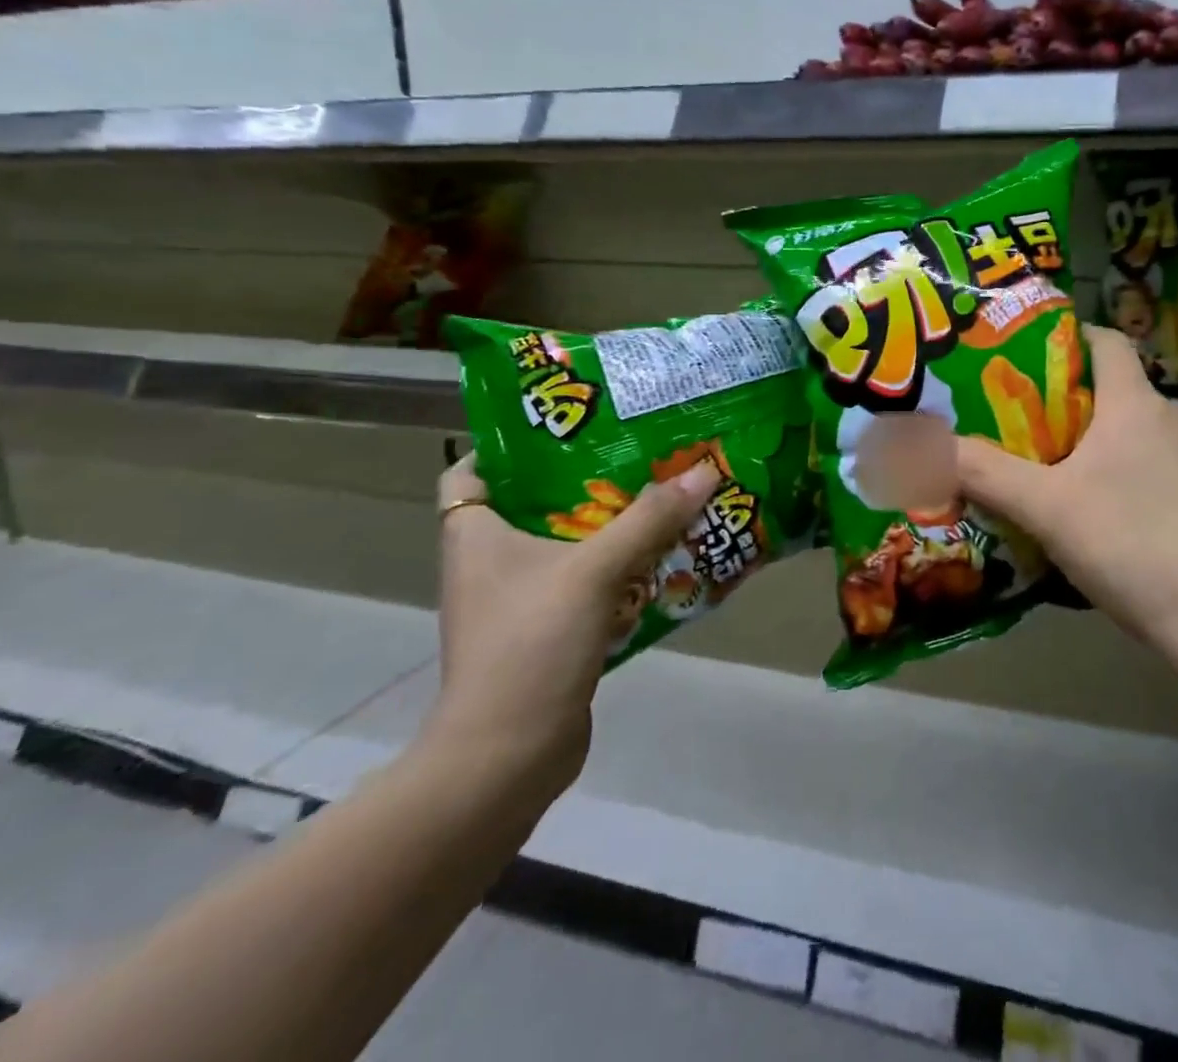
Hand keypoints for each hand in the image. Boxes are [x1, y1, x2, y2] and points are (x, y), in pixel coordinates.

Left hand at [426, 453, 720, 794]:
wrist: (509, 756)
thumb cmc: (530, 644)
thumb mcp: (592, 570)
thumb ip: (649, 519)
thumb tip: (704, 471)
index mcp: (475, 535)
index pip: (473, 470)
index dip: (511, 443)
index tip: (569, 422)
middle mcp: (491, 561)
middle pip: (535, 501)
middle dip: (585, 476)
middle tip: (637, 448)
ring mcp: (520, 598)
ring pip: (567, 542)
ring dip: (610, 522)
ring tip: (661, 490)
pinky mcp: (550, 628)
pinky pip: (587, 580)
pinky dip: (619, 565)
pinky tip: (663, 552)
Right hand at [955, 326, 1177, 648]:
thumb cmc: (1128, 542)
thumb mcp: (1044, 506)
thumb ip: (983, 472)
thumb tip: (926, 444)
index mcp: (1136, 403)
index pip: (1106, 340)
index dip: (1065, 335)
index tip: (1021, 352)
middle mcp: (1167, 419)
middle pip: (1108, 385)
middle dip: (1058, 394)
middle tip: (1007, 410)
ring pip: (1123, 428)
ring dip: (1080, 435)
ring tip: (1031, 456)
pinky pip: (1138, 461)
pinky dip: (1105, 467)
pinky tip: (1075, 502)